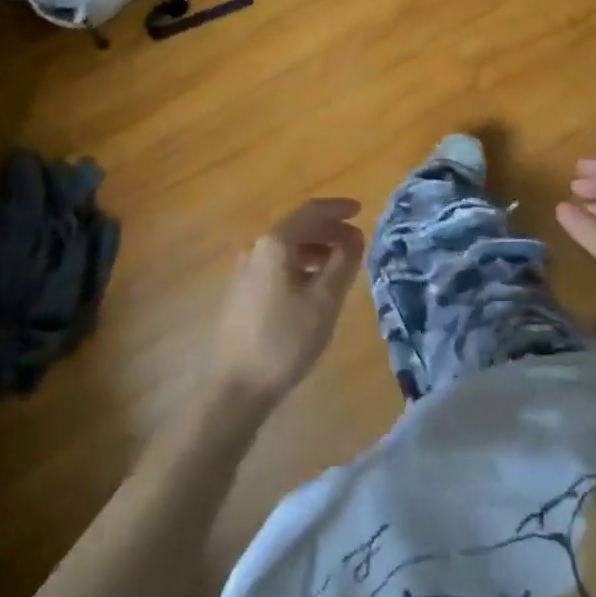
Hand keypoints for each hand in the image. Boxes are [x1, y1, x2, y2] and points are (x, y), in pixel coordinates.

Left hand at [208, 198, 364, 414]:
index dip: (337, 208)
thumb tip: (354, 236)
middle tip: (356, 243)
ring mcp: (244, 271)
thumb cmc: (284, 340)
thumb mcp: (324, 300)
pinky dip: (300, 266)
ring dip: (316, 249)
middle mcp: (256, 249)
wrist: (235, 388)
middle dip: (329, 231)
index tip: (360, 210)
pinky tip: (313, 288)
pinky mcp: (241, 293)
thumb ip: (344, 262)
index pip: (311, 211)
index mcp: (274, 244)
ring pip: (286, 248)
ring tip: (340, 266)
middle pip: (297, 227)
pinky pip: (276, 266)